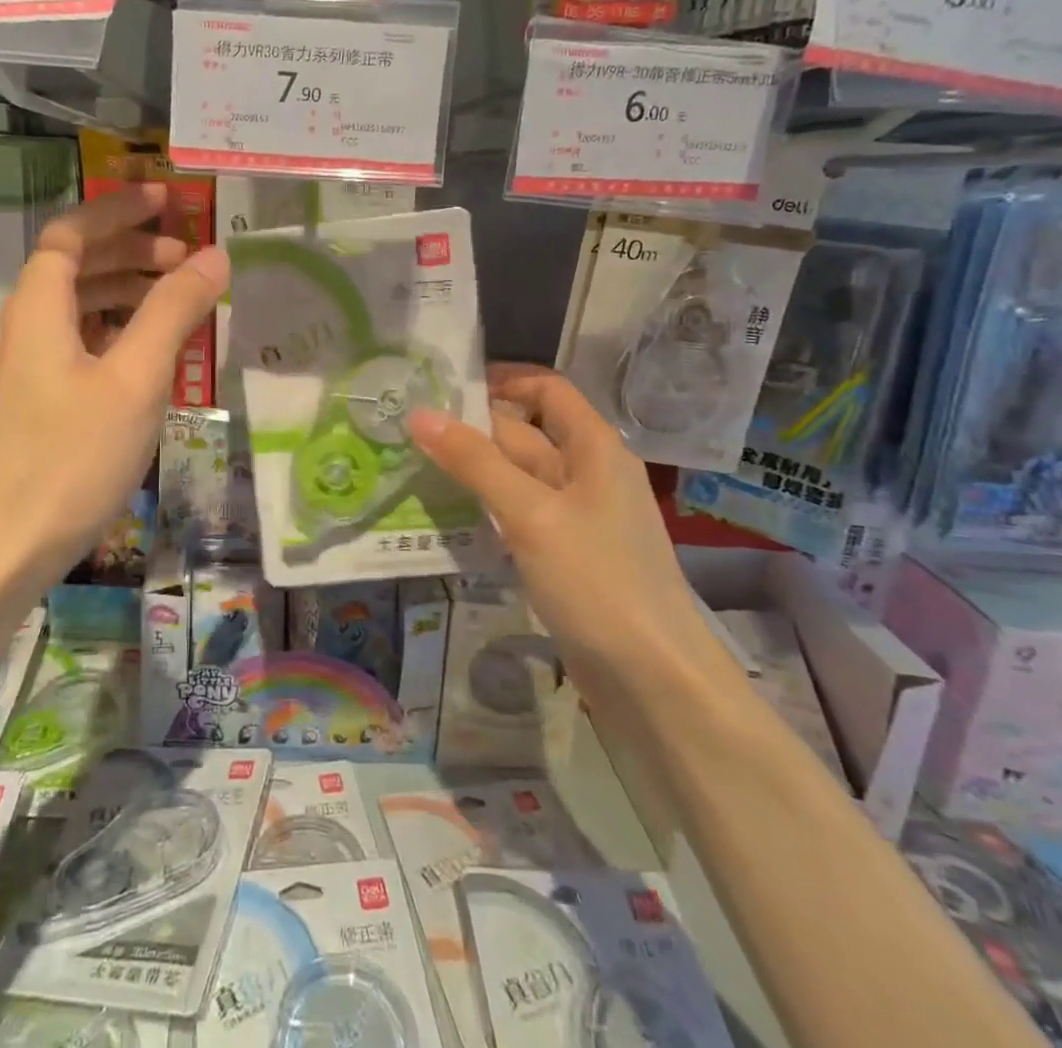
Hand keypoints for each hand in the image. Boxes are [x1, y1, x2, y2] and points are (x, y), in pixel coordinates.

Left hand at [0, 184, 227, 580]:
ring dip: (127, 292)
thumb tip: (214, 255)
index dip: (116, 210)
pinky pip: (81, 346)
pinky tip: (151, 356)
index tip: (166, 200)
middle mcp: (27, 329)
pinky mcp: (38, 405)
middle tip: (186, 256)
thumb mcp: (134, 379)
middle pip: (75, 266)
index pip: (71, 233)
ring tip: (179, 301)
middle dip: (131, 251)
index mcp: (40, 308)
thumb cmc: (70, 458)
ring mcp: (29, 370)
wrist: (2, 551)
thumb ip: (173, 311)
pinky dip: (118, 333)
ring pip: (79, 309)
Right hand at [405, 364, 712, 671]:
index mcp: (594, 448)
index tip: (446, 388)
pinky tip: (447, 515)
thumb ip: (475, 462)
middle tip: (409, 430)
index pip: (548, 389)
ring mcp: (576, 517)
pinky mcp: (564, 555)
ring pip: (517, 477)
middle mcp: (587, 474)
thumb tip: (421, 414)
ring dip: (473, 470)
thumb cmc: (598, 581)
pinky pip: (518, 515)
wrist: (653, 680)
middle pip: (525, 433)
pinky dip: (485, 508)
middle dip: (473, 429)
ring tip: (414, 465)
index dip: (502, 380)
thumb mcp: (531, 513)